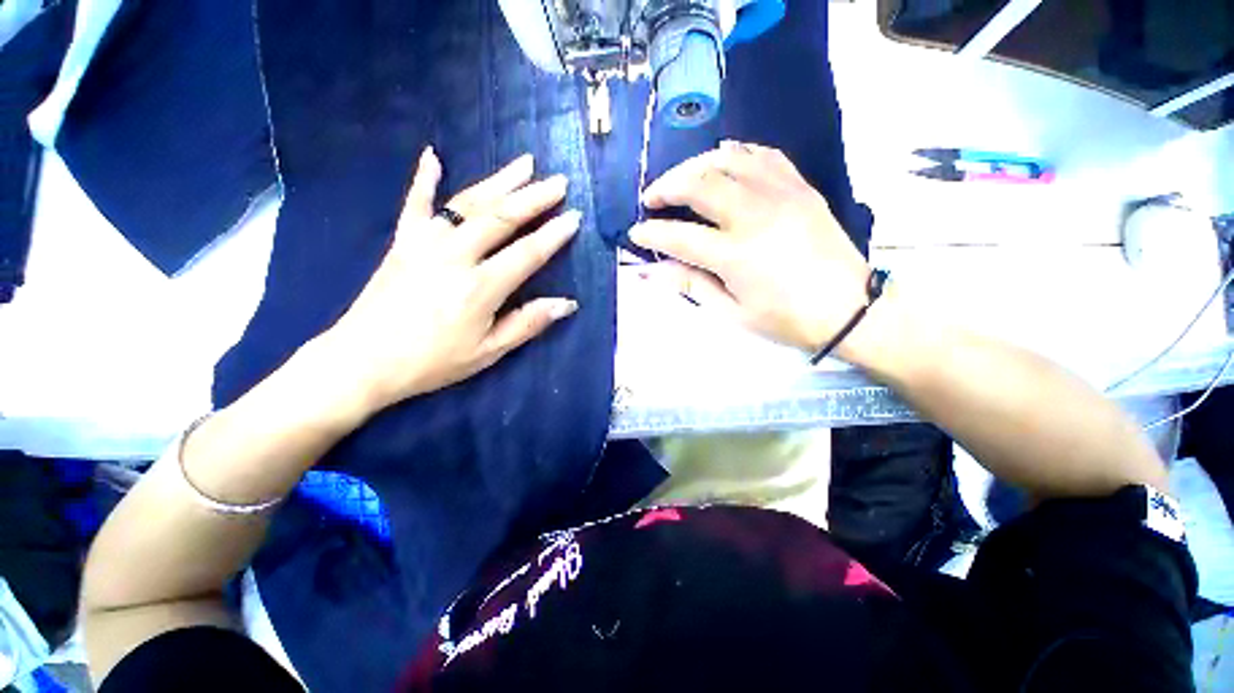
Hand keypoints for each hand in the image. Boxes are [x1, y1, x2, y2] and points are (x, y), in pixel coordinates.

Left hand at [318, 147, 580, 415]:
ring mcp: (425, 243)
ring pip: (468, 202)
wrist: (363, 360)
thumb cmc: (432, 362)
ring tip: (524, 163)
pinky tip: (433, 156)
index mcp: (480, 287)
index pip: (527, 253)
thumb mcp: (488, 352)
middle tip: (559, 182)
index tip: (574, 217)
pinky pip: (415, 203)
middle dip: (534, 197)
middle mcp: (455, 256)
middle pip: (502, 217)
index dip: (553, 235)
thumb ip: (528, 323)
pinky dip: (424, 179)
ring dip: (499, 180)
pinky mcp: (402, 241)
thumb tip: (567, 304)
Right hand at [629, 141, 871, 356]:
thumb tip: (650, 270)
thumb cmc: (786, 319)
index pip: (678, 236)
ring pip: (728, 159)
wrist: (850, 308)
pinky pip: (763, 155)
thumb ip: (690, 285)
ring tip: (681, 180)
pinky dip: (736, 153)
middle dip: (666, 186)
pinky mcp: (800, 187)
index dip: (650, 232)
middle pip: (699, 183)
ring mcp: (781, 195)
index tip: (636, 232)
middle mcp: (755, 216)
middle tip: (652, 199)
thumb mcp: (732, 313)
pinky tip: (723, 160)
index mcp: (736, 255)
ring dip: (695, 165)